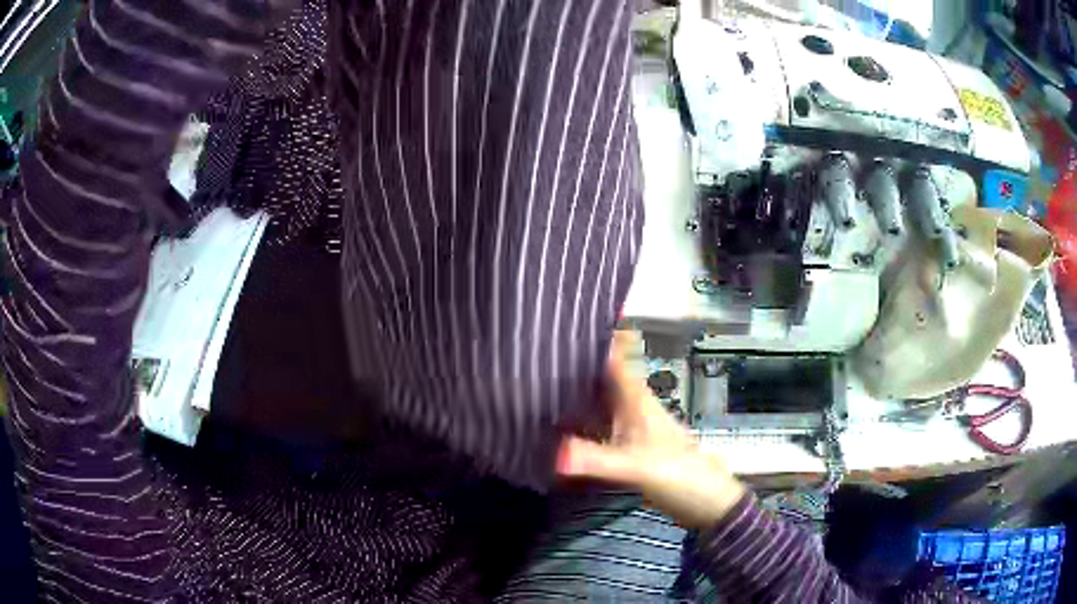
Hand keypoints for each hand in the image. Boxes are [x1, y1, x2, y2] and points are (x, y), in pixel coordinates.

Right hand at [556, 331, 745, 529]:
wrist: (705, 501)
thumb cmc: (678, 475)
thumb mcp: (636, 467)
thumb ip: (596, 460)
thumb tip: (553, 454)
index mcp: (637, 399)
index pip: (615, 357)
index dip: (595, 338)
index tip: (564, 324)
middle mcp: (632, 406)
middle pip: (602, 376)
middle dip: (575, 365)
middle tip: (537, 356)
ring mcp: (631, 427)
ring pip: (599, 400)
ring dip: (575, 393)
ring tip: (537, 386)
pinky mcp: (629, 447)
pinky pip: (598, 425)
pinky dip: (579, 422)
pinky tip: (556, 427)